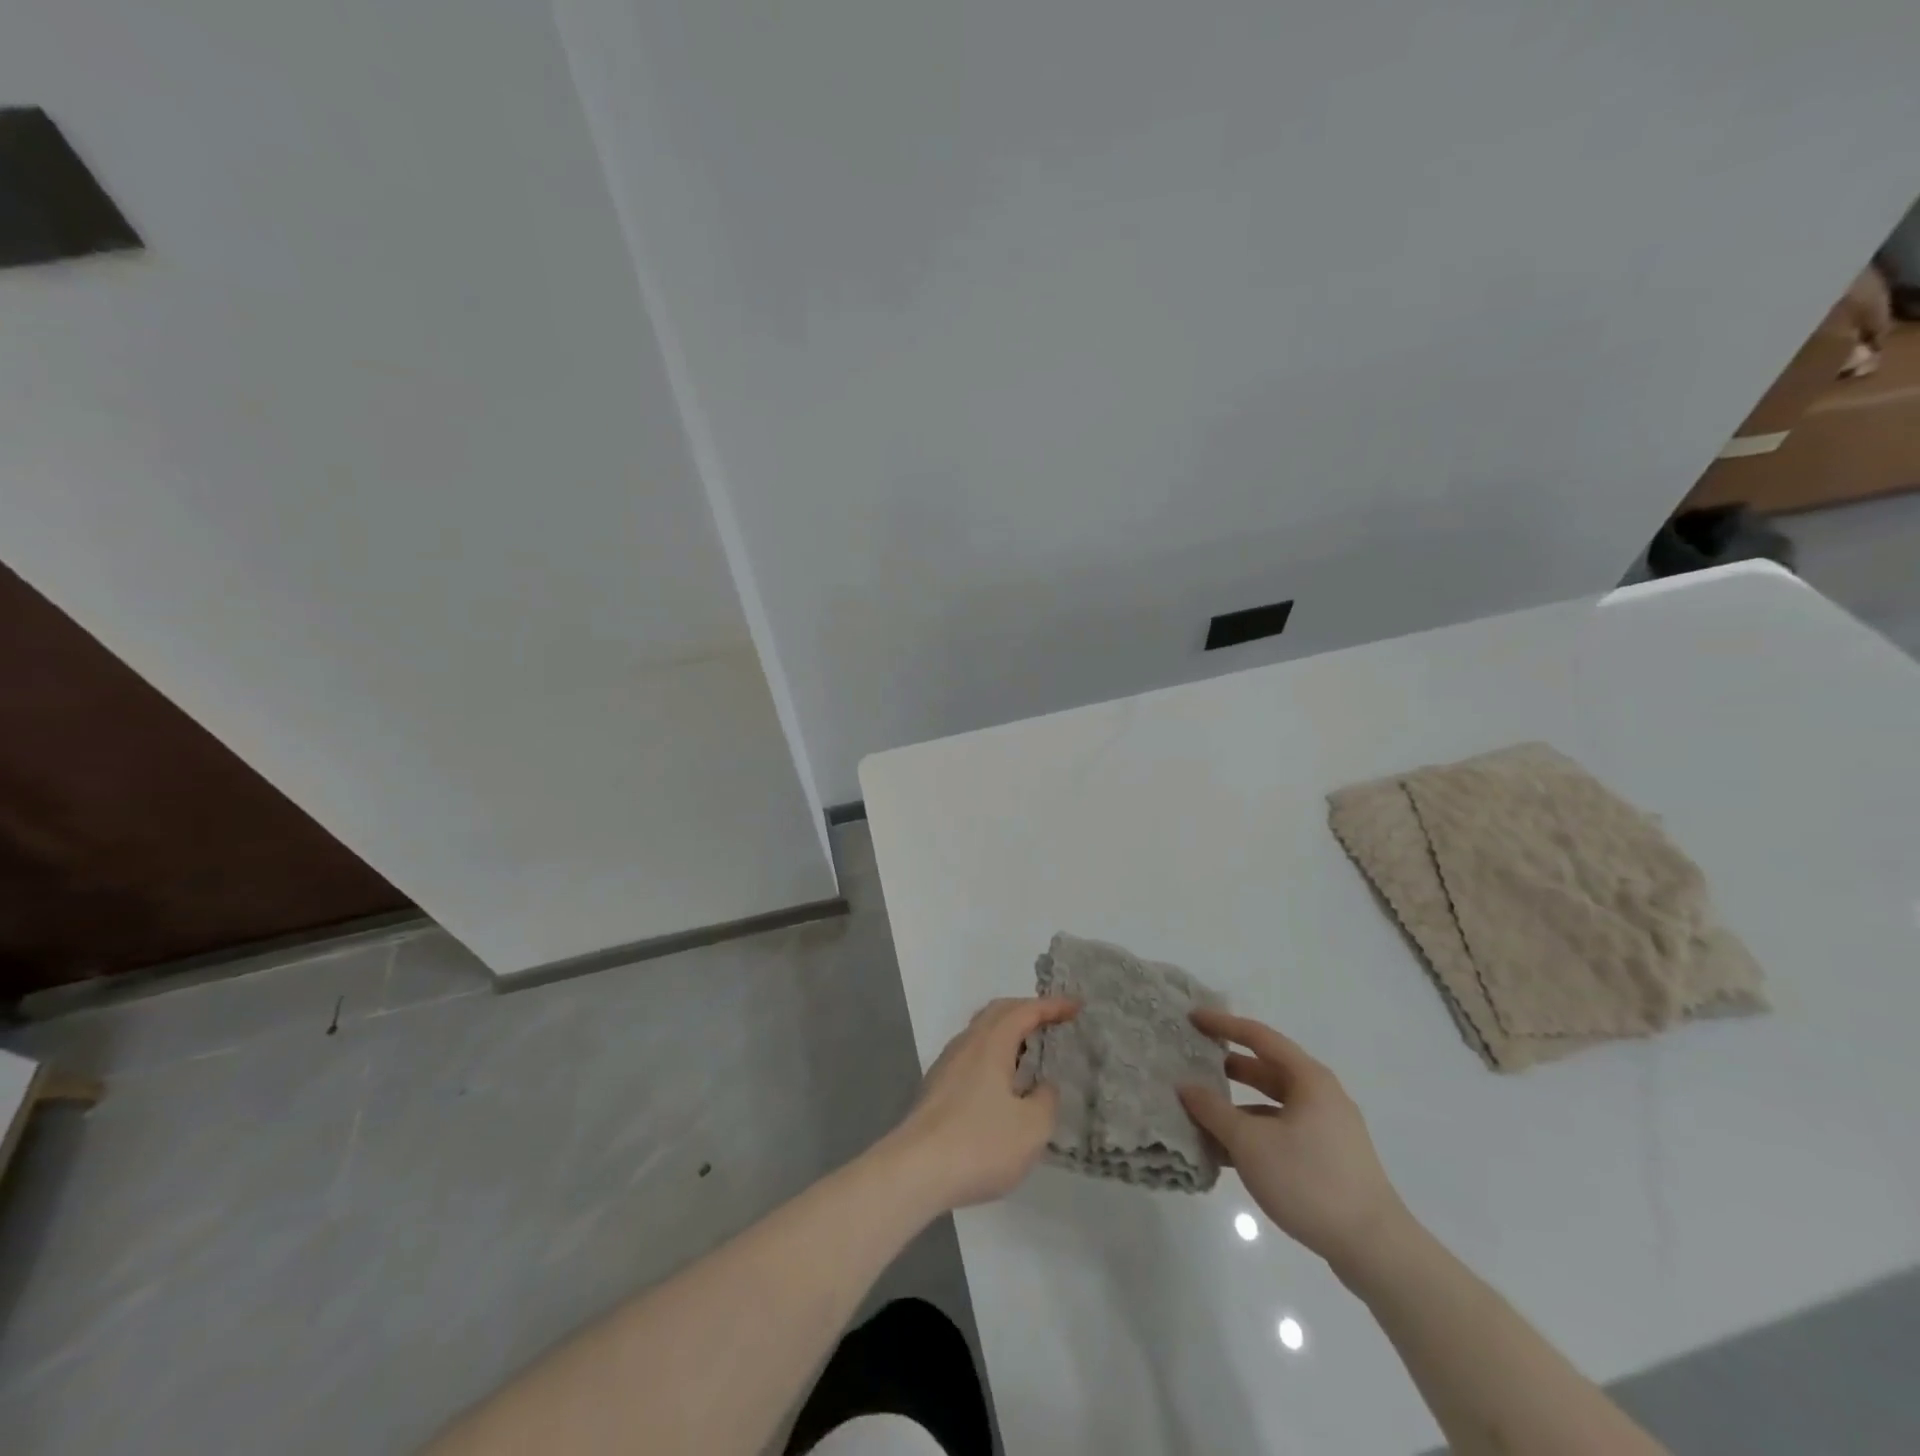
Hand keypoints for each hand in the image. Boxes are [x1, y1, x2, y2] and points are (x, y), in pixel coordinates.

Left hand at [883, 997, 1078, 1212]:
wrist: (914, 1171)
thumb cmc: (979, 1144)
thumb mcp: (1031, 1128)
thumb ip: (1045, 1100)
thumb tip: (1043, 1086)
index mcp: (991, 1043)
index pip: (1025, 1011)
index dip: (1052, 1006)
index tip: (1077, 1006)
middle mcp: (966, 1044)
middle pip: (998, 1012)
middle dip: (1028, 1010)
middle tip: (1054, 1020)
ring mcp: (947, 1065)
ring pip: (981, 1032)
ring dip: (1008, 1032)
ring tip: (1031, 1048)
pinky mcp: (936, 1088)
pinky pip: (972, 1054)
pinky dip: (994, 1053)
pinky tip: (1002, 1081)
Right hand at [1179, 1010, 1409, 1271]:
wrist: (1375, 1250)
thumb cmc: (1309, 1181)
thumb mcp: (1250, 1143)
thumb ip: (1214, 1111)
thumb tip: (1186, 1087)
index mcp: (1309, 1079)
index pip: (1258, 1037)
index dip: (1223, 1024)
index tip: (1192, 1018)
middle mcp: (1321, 1095)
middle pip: (1267, 1069)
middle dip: (1228, 1066)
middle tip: (1193, 1062)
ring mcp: (1327, 1129)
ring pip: (1273, 1105)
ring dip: (1237, 1106)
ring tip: (1201, 1112)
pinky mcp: (1328, 1159)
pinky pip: (1282, 1131)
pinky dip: (1254, 1133)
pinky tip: (1226, 1153)